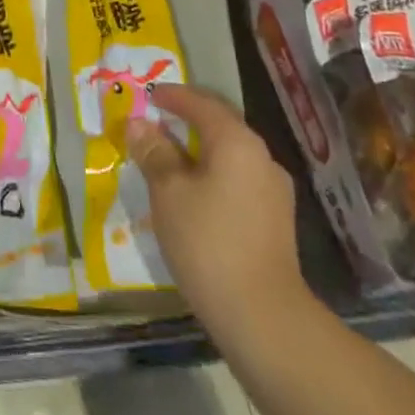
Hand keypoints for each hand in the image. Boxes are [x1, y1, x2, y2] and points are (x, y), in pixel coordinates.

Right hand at [126, 84, 307, 341]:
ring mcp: (274, 190)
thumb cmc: (208, 242)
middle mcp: (262, 156)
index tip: (148, 96)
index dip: (172, 96)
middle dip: (186, 120)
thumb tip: (139, 124)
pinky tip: (194, 195)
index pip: (201, 103)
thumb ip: (154, 152)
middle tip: (155, 122)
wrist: (263, 317)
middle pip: (220, 125)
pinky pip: (238, 180)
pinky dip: (213, 175)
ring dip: (199, 150)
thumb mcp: (168, 192)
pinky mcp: (276, 221)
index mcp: (237, 141)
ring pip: (230, 155)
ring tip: (169, 160)